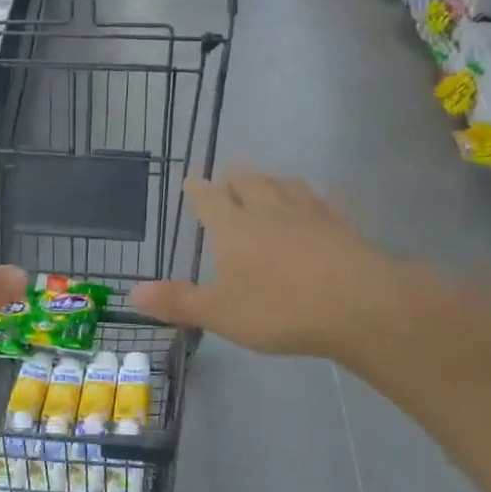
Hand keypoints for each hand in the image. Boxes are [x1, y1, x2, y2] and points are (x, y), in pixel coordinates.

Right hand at [130, 170, 433, 364]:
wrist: (358, 305)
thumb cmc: (279, 309)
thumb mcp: (220, 313)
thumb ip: (178, 301)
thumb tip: (131, 292)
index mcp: (233, 227)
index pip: (210, 199)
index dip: (198, 190)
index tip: (192, 181)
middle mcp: (268, 210)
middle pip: (248, 181)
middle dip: (234, 178)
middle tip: (228, 178)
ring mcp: (309, 213)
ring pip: (286, 185)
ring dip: (271, 180)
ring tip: (267, 182)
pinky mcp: (343, 224)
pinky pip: (325, 201)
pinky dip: (315, 197)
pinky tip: (320, 200)